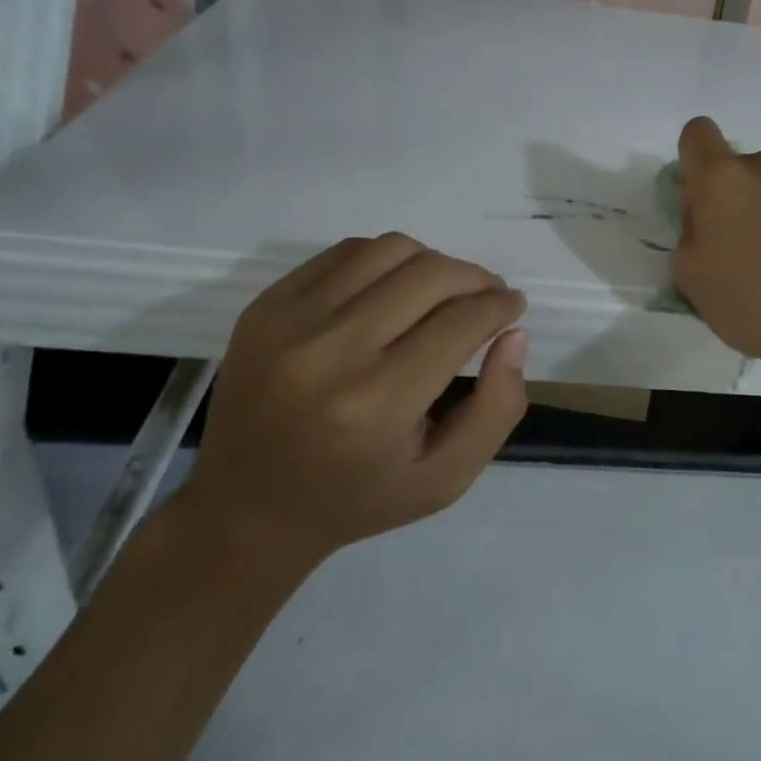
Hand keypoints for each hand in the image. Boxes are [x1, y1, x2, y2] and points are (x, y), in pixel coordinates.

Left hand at [180, 234, 528, 594]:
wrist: (245, 511)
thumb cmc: (356, 500)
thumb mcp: (445, 479)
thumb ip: (497, 408)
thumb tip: (516, 333)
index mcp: (377, 404)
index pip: (461, 323)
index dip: (500, 306)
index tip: (513, 305)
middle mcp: (331, 352)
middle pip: (429, 274)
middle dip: (475, 278)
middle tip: (489, 294)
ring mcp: (289, 322)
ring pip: (389, 250)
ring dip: (432, 262)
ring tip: (443, 289)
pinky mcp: (264, 306)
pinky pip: (344, 252)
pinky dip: (384, 260)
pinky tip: (393, 287)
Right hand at [672, 116, 760, 396]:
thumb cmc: (755, 307)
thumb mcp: (691, 279)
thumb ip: (689, 233)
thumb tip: (706, 216)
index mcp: (723, 179)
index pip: (698, 134)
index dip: (695, 161)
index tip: (705, 201)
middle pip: (744, 165)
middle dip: (742, 195)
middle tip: (751, 246)